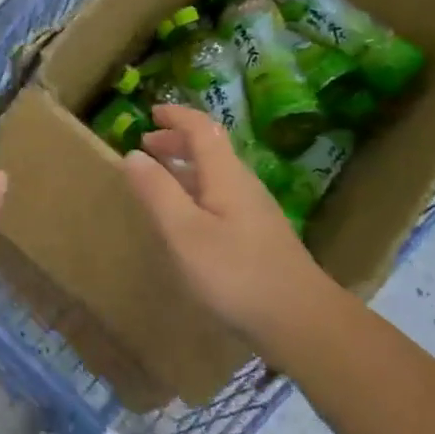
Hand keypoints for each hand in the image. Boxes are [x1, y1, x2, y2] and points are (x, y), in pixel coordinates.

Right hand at [122, 105, 334, 357]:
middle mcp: (243, 185)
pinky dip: (196, 192)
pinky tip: (187, 219)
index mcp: (226, 175)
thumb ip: (157, 192)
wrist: (301, 321)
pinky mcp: (259, 237)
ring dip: (186, 167)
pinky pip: (221, 197)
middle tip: (147, 145)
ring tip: (159, 179)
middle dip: (177, 141)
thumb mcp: (185, 232)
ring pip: (216, 174)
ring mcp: (255, 212)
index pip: (202, 128)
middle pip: (211, 149)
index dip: (177, 116)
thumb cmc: (236, 273)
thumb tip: (133, 154)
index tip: (151, 112)